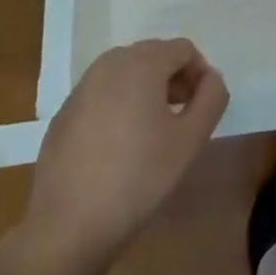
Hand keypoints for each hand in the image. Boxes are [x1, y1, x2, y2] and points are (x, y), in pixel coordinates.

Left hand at [22, 39, 228, 263]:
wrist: (67, 225)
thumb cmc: (138, 176)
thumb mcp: (191, 140)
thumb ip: (212, 98)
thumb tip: (211, 78)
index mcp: (141, 63)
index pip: (183, 49)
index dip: (200, 74)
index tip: (202, 108)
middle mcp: (109, 64)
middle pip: (154, 55)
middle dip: (174, 78)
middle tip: (183, 117)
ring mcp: (81, 88)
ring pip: (127, 73)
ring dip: (147, 90)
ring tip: (154, 130)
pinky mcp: (64, 113)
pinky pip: (103, 94)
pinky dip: (120, 105)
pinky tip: (120, 146)